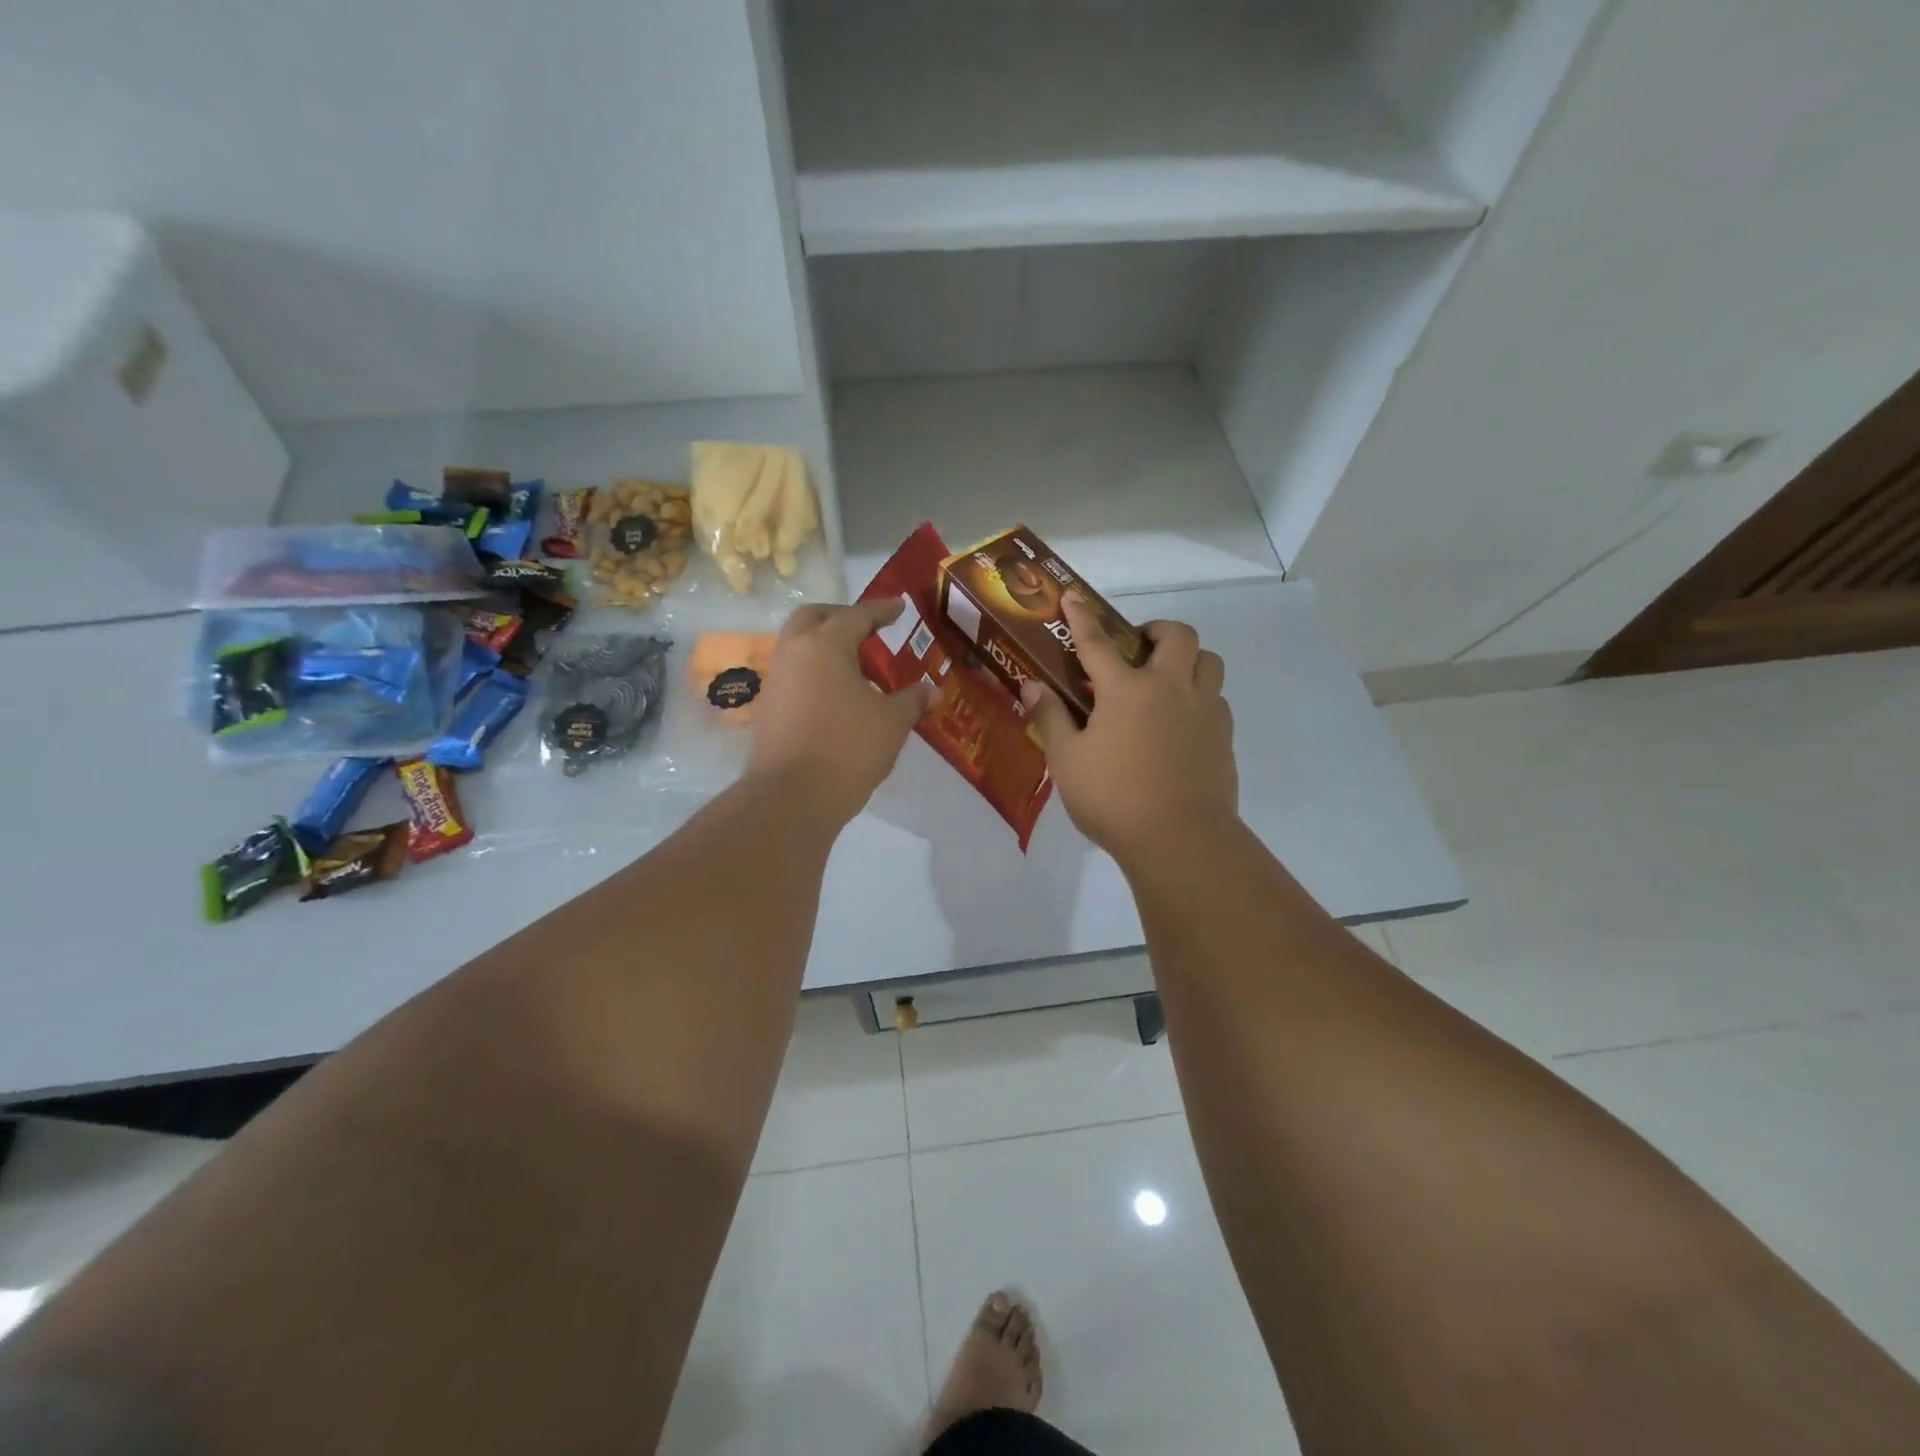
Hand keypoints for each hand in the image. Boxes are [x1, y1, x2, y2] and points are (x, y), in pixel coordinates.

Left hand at [747, 599, 934, 823]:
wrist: (792, 797)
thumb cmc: (848, 748)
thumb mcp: (892, 722)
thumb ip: (912, 700)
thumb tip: (932, 690)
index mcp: (825, 645)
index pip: (856, 615)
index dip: (881, 610)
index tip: (898, 606)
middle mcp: (794, 654)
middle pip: (814, 618)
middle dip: (841, 616)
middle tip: (868, 628)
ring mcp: (776, 681)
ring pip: (799, 646)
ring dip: (825, 645)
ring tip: (857, 666)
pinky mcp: (768, 709)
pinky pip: (794, 675)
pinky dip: (816, 672)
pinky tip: (837, 695)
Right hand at [1020, 596, 1237, 865]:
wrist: (1180, 839)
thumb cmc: (1113, 799)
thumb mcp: (1067, 761)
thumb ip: (1051, 719)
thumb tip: (1033, 687)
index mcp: (1126, 690)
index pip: (1097, 643)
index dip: (1082, 617)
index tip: (1073, 596)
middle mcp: (1170, 688)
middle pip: (1178, 636)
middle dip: (1157, 629)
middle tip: (1138, 647)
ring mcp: (1204, 711)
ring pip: (1209, 662)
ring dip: (1188, 659)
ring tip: (1166, 682)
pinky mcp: (1224, 737)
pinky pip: (1217, 700)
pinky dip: (1199, 698)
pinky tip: (1180, 725)